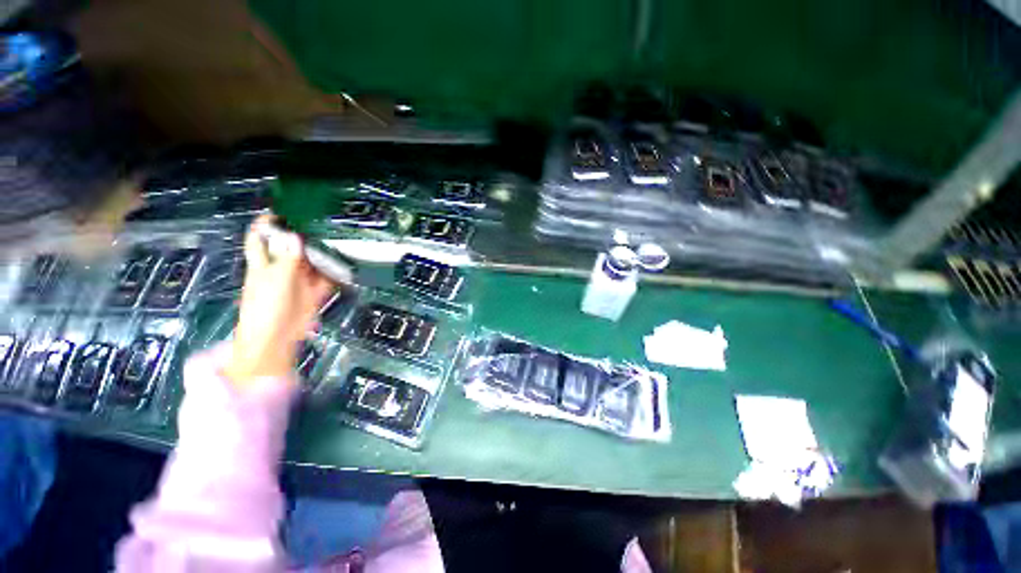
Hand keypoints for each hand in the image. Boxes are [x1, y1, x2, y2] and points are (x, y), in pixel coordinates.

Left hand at [224, 215, 336, 387]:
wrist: (275, 339)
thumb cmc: (264, 308)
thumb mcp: (275, 280)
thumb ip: (288, 259)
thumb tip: (296, 236)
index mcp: (264, 263)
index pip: (262, 237)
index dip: (269, 223)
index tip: (286, 209)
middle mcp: (282, 268)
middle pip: (293, 246)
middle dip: (306, 235)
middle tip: (325, 222)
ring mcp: (300, 280)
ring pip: (313, 261)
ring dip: (325, 253)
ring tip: (341, 239)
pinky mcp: (314, 291)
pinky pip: (328, 278)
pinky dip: (337, 272)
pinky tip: (348, 263)